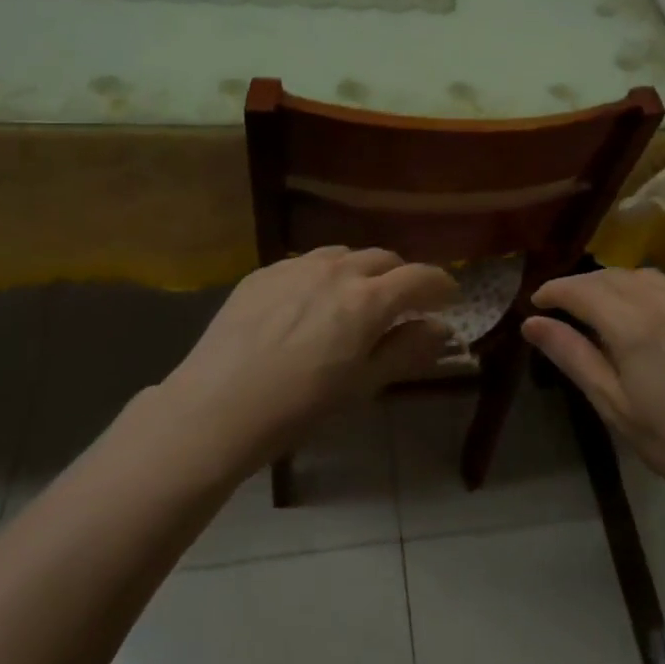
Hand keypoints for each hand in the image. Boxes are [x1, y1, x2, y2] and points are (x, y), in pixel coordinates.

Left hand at [164, 248, 455, 466]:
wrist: (215, 408)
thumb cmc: (298, 407)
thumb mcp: (362, 385)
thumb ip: (407, 350)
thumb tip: (441, 328)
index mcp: (368, 300)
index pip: (420, 277)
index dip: (441, 285)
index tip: (449, 298)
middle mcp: (337, 271)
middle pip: (384, 259)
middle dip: (401, 277)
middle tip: (402, 303)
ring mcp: (296, 267)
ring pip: (344, 255)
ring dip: (362, 271)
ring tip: (355, 298)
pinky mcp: (263, 272)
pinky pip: (306, 263)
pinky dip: (323, 275)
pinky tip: (309, 303)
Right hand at [523, 268, 664, 517]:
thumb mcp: (616, 406)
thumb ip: (573, 357)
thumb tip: (532, 324)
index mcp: (633, 324)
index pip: (581, 291)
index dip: (554, 292)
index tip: (535, 304)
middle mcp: (663, 299)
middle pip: (609, 277)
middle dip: (580, 286)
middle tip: (560, 309)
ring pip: (640, 275)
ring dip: (612, 284)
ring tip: (598, 308)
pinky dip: (644, 288)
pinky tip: (642, 310)